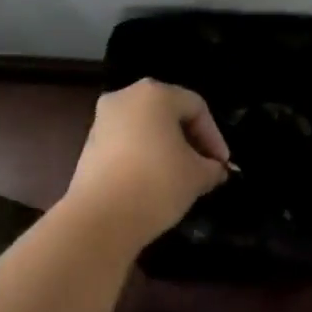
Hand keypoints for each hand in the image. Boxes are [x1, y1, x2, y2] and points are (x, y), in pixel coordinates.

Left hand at [62, 79, 231, 250]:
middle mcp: (126, 96)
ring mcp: (103, 119)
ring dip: (166, 148)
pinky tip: (152, 182)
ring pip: (145, 127)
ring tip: (180, 178)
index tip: (222, 165)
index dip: (214, 136)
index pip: (196, 107)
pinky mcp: (90, 143)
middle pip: (168, 112)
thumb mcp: (197, 176)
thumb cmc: (157, 183)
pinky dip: (143, 156)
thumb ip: (212, 167)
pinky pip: (126, 142)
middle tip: (204, 168)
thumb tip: (215, 169)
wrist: (100, 218)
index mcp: (155, 93)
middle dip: (190, 140)